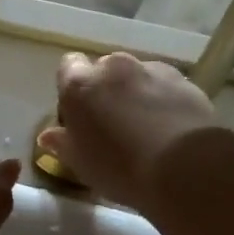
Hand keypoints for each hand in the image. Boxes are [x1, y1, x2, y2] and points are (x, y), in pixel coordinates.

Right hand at [38, 52, 217, 211]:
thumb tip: (48, 135)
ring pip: (136, 76)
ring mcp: (152, 70)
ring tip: (144, 128)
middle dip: (105, 90)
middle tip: (110, 124)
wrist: (184, 167)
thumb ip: (62, 143)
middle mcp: (114, 67)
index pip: (67, 67)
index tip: (78, 115)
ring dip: (135, 93)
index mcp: (81, 84)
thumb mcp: (81, 164)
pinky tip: (168, 128)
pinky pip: (164, 85)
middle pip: (103, 70)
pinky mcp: (184, 81)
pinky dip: (161, 99)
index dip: (71, 88)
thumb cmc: (120, 168)